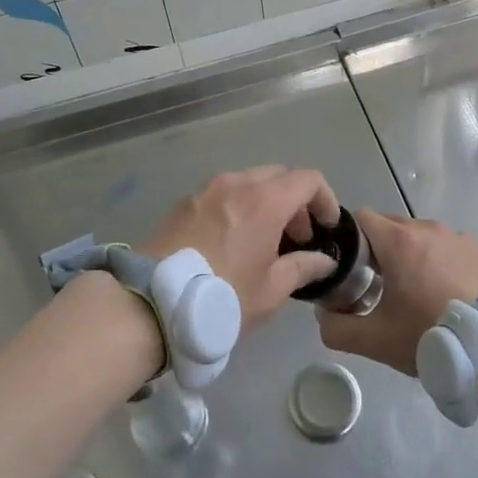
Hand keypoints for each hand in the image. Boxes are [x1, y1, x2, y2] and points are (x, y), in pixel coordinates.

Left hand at [139, 167, 341, 325]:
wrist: (152, 302)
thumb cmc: (223, 297)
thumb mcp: (271, 290)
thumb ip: (303, 267)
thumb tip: (323, 260)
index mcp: (265, 200)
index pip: (308, 179)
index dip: (325, 199)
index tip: (326, 227)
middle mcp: (236, 183)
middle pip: (278, 176)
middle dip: (295, 201)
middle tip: (297, 237)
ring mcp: (206, 190)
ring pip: (248, 182)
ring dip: (266, 202)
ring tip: (264, 241)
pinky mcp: (183, 202)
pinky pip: (222, 194)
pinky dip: (238, 207)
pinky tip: (232, 241)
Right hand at [316, 210, 477, 375]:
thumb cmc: (431, 336)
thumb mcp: (375, 340)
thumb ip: (337, 328)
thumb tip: (323, 316)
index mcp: (399, 240)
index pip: (360, 218)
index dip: (347, 241)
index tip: (347, 270)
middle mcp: (428, 229)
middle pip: (390, 226)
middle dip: (377, 250)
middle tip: (374, 287)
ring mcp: (459, 239)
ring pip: (420, 238)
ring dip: (408, 257)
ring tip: (412, 295)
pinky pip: (446, 250)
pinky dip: (437, 265)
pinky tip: (443, 298)